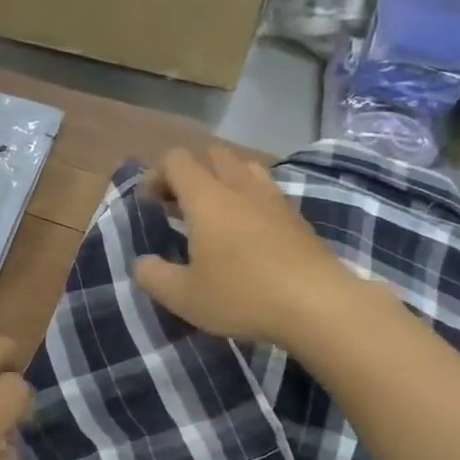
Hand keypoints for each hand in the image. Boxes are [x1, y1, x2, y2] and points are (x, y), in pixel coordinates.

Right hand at [134, 146, 361, 347]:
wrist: (317, 305)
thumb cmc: (242, 296)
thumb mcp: (184, 297)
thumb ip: (154, 276)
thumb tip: (142, 263)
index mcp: (207, 198)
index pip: (176, 160)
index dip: (157, 175)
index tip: (151, 205)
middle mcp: (240, 187)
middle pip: (213, 154)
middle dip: (191, 173)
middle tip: (180, 206)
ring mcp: (274, 199)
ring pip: (244, 168)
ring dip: (224, 180)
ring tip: (216, 215)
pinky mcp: (297, 217)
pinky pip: (267, 192)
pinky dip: (251, 200)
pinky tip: (249, 234)